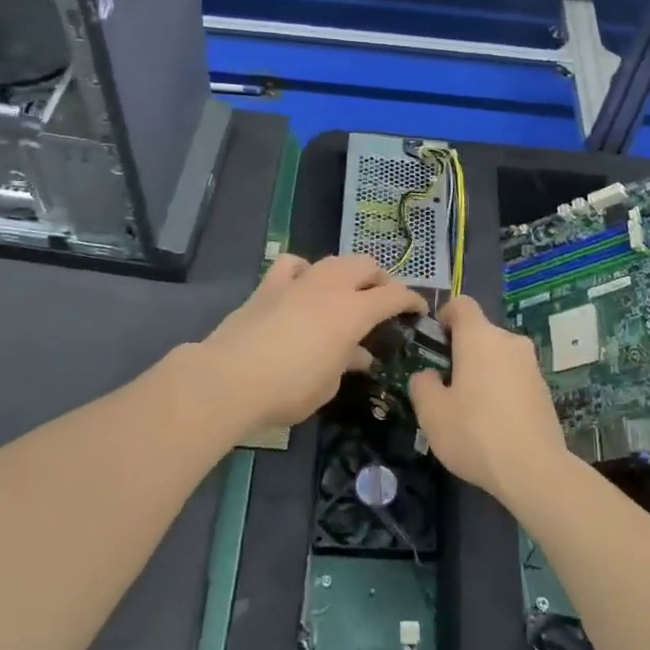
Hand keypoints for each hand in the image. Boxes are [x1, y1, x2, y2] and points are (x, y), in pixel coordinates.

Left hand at [195, 253, 425, 436]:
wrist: (231, 378)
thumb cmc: (289, 388)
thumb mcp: (329, 384)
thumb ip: (347, 362)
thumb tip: (358, 354)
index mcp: (353, 311)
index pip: (394, 295)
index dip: (411, 299)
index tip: (418, 309)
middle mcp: (330, 287)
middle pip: (365, 266)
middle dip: (380, 279)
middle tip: (382, 300)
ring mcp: (298, 281)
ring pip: (333, 260)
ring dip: (347, 272)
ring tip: (347, 291)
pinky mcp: (269, 285)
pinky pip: (293, 265)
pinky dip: (304, 270)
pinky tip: (302, 284)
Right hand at [408, 296, 567, 502]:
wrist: (534, 470)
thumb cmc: (475, 433)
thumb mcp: (431, 412)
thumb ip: (422, 384)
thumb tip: (429, 375)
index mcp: (479, 337)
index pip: (461, 304)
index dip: (444, 316)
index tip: (435, 341)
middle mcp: (509, 341)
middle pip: (480, 333)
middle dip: (461, 351)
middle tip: (445, 385)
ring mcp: (531, 365)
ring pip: (498, 356)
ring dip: (482, 371)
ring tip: (469, 409)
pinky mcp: (544, 388)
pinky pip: (514, 377)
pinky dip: (501, 389)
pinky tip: (494, 423)